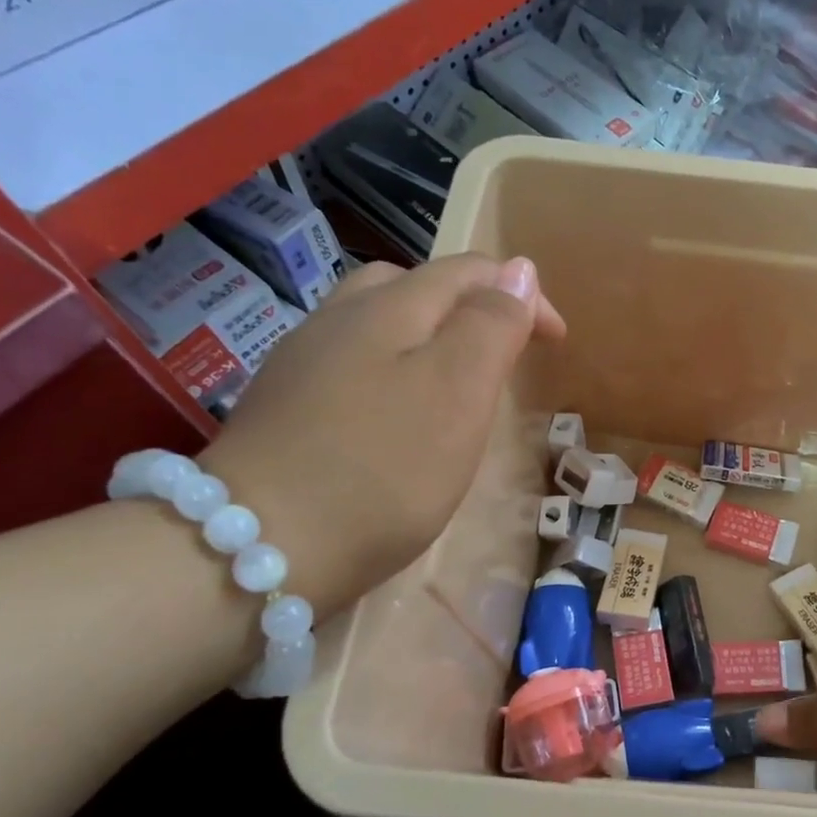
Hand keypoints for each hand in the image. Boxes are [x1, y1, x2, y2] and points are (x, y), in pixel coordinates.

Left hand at [198, 254, 564, 617]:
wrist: (259, 546)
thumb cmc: (383, 469)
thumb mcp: (458, 391)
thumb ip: (491, 325)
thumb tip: (520, 270)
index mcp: (390, 307)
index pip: (470, 272)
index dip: (524, 296)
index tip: (557, 343)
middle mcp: (341, 317)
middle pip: (416, 285)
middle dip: (473, 306)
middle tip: (505, 356)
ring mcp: (304, 360)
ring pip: (377, 321)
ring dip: (429, 335)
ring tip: (456, 381)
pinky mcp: (285, 404)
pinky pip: (352, 361)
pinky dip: (392, 368)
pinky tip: (396, 413)